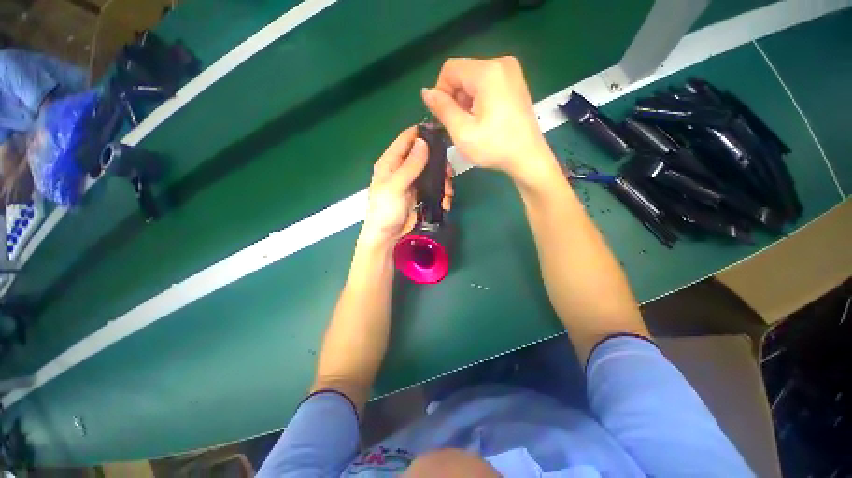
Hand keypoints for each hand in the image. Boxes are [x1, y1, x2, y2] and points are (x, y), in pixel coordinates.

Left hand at [360, 127, 452, 248]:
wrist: (387, 236)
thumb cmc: (386, 210)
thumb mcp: (397, 186)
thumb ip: (410, 165)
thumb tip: (423, 141)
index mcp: (390, 162)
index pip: (406, 139)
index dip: (422, 133)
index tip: (441, 134)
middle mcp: (402, 168)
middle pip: (424, 154)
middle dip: (439, 162)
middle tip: (449, 173)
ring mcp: (412, 181)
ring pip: (432, 171)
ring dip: (443, 180)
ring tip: (448, 193)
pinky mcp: (420, 193)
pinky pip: (434, 186)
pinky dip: (442, 192)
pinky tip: (445, 201)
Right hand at [421, 57, 558, 183]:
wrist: (528, 158)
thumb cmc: (494, 147)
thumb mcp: (462, 131)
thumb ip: (442, 109)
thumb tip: (425, 91)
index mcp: (488, 72)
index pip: (450, 69)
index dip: (441, 92)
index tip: (444, 116)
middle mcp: (501, 63)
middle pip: (463, 73)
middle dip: (455, 97)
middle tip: (459, 124)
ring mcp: (511, 72)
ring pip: (474, 79)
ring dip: (466, 100)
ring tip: (472, 125)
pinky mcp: (515, 83)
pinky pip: (487, 84)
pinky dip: (478, 99)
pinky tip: (483, 119)